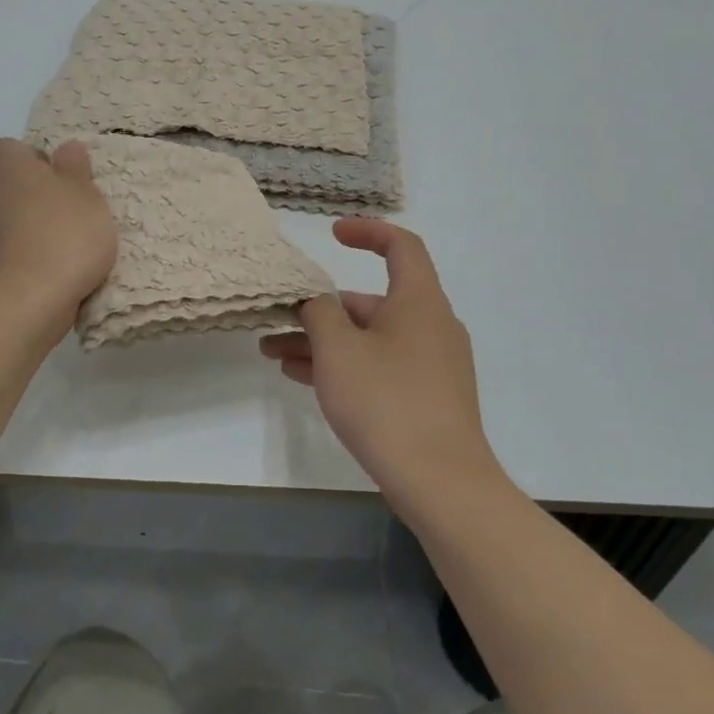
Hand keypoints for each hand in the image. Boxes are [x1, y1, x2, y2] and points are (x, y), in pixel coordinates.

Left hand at [0, 138, 117, 328]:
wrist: (26, 303)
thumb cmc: (63, 237)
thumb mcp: (85, 194)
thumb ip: (75, 168)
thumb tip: (66, 149)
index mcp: (8, 169)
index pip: (9, 149)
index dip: (34, 158)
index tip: (61, 177)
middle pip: (9, 185)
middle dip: (36, 196)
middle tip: (72, 212)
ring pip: (8, 220)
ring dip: (31, 228)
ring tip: (67, 247)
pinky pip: (8, 252)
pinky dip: (27, 257)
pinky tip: (54, 272)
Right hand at [259, 219, 511, 518]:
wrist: (440, 481)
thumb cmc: (386, 401)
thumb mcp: (338, 349)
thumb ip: (318, 311)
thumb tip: (316, 300)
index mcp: (419, 301)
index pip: (401, 246)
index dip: (368, 231)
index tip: (333, 234)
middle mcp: (431, 326)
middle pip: (372, 302)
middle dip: (320, 309)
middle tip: (278, 319)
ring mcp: (431, 364)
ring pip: (369, 339)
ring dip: (322, 342)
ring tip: (273, 354)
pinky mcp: (426, 397)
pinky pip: (378, 366)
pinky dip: (343, 366)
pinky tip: (300, 377)